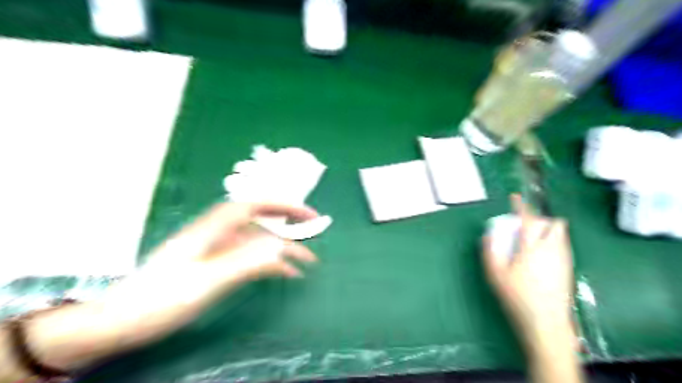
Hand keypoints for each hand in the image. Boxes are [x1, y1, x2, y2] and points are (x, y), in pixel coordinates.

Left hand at [106, 204, 318, 328]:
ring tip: (307, 262)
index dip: (282, 204)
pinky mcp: (216, 262)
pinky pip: (249, 257)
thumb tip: (280, 247)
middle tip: (314, 229)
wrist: (122, 320)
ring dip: (282, 249)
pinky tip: (285, 273)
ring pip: (257, 241)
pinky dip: (269, 263)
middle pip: (259, 219)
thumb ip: (245, 262)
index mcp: (212, 229)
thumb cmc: (160, 299)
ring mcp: (217, 248)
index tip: (307, 213)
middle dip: (288, 222)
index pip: (253, 205)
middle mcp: (217, 233)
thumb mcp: (206, 282)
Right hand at [481, 196, 571, 341]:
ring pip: (561, 234)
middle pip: (554, 223)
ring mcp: (564, 260)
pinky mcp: (569, 269)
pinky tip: (540, 257)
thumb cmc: (517, 297)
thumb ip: (489, 251)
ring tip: (531, 241)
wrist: (546, 323)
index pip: (529, 220)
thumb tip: (488, 235)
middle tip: (525, 226)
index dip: (521, 206)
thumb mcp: (495, 274)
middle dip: (541, 219)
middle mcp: (552, 250)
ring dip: (548, 230)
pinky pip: (563, 246)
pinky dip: (553, 242)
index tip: (515, 198)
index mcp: (532, 249)